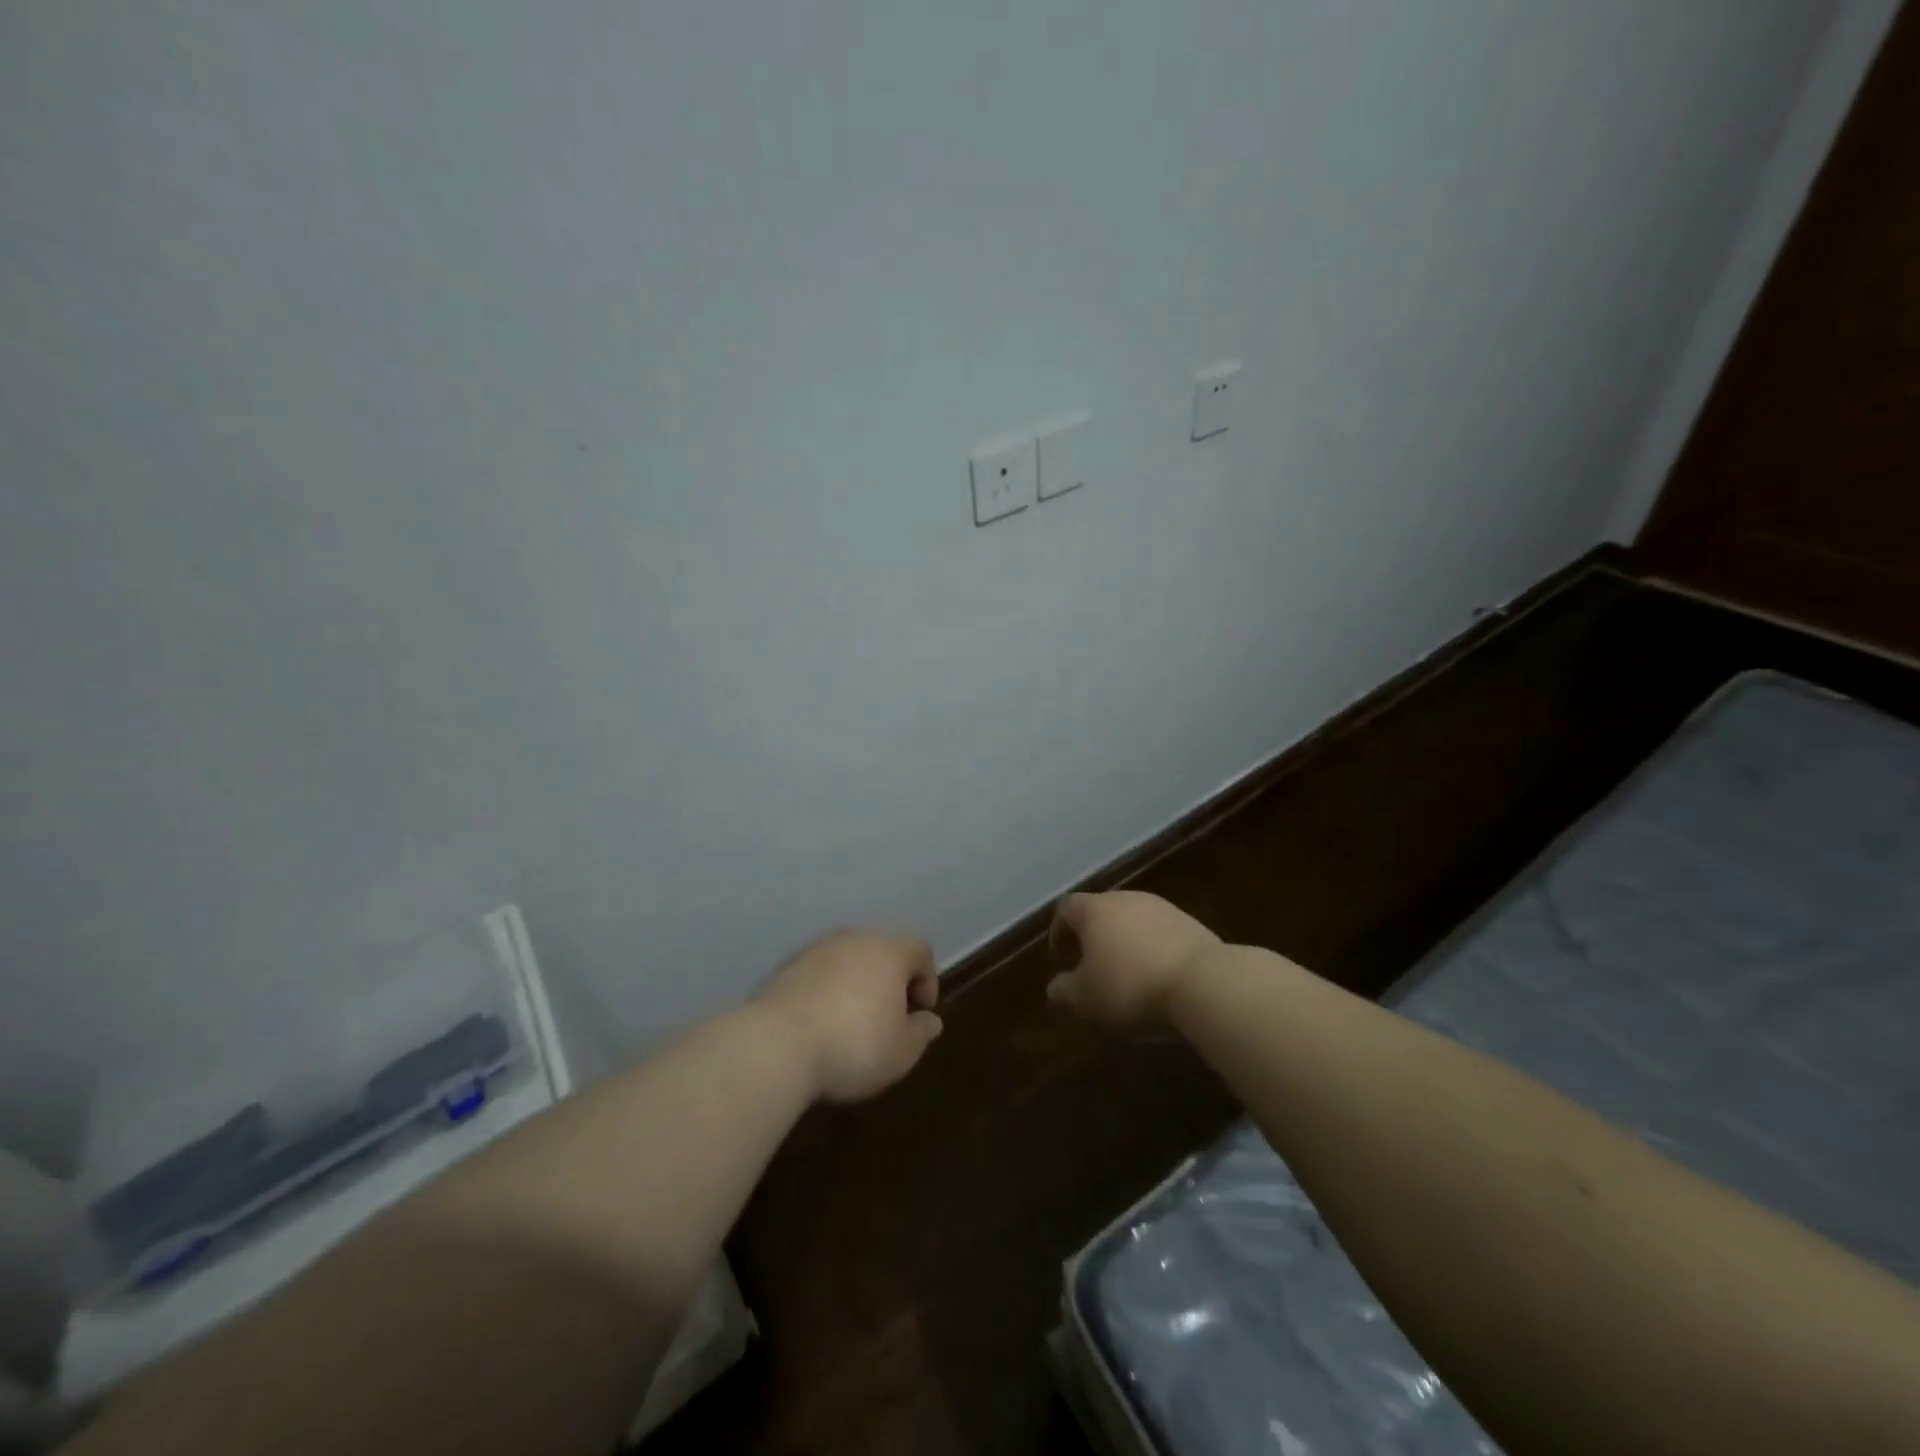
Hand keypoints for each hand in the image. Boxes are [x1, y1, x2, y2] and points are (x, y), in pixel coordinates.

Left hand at [757, 929, 941, 1102]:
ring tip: (851, 1023)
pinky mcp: (786, 966)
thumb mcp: (901, 1052)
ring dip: (856, 984)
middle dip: (890, 980)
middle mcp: (854, 939)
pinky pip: (818, 974)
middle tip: (888, 1017)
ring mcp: (817, 949)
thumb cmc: (854, 1046)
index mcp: (889, 951)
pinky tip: (819, 1024)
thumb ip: (921, 1033)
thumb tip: (930, 1021)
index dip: (927, 980)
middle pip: (882, 951)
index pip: (920, 951)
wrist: (777, 1045)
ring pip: (848, 960)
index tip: (920, 1014)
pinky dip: (826, 991)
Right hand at [1046, 891, 1219, 1032]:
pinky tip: (1157, 976)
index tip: (1061, 958)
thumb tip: (1056, 987)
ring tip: (1127, 974)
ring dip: (1123, 942)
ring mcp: (1161, 907)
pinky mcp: (1190, 923)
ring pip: (1132, 920)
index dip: (1059, 931)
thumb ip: (1064, 991)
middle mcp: (1126, 899)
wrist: (1203, 981)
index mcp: (1094, 909)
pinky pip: (1160, 933)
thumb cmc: (1131, 986)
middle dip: (1092, 937)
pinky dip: (1151, 949)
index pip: (1066, 908)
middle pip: (1101, 911)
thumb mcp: (1086, 999)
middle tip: (1091, 966)